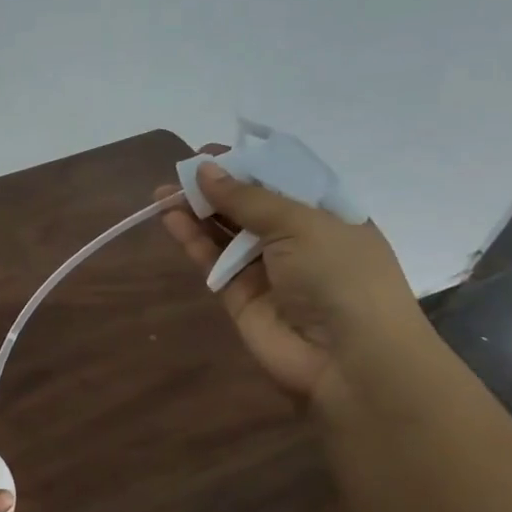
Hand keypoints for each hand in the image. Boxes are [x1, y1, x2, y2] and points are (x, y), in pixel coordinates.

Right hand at [156, 154, 430, 405]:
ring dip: (197, 211)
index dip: (247, 164)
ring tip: (163, 194)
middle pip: (248, 205)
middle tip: (178, 172)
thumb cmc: (340, 275)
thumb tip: (204, 169)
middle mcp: (296, 239)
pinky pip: (213, 261)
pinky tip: (170, 219)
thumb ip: (248, 197)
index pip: (281, 179)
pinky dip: (192, 240)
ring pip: (225, 232)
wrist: (348, 358)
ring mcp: (266, 269)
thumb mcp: (301, 223)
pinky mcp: (240, 296)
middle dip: (215, 187)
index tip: (210, 152)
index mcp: (326, 213)